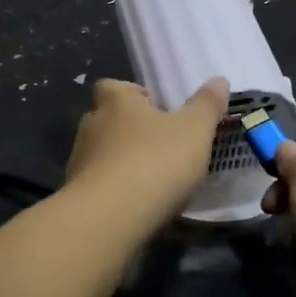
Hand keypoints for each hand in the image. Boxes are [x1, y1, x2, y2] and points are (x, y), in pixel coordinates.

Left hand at [66, 77, 228, 230]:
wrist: (111, 216)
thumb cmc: (155, 161)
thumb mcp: (194, 131)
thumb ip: (206, 105)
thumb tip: (219, 80)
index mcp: (116, 102)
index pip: (111, 86)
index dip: (130, 93)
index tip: (152, 107)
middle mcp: (91, 125)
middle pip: (105, 119)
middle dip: (126, 129)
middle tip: (156, 144)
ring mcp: (78, 160)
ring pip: (99, 153)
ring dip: (118, 161)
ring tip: (148, 178)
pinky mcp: (76, 194)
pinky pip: (96, 184)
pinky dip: (112, 189)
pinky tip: (134, 204)